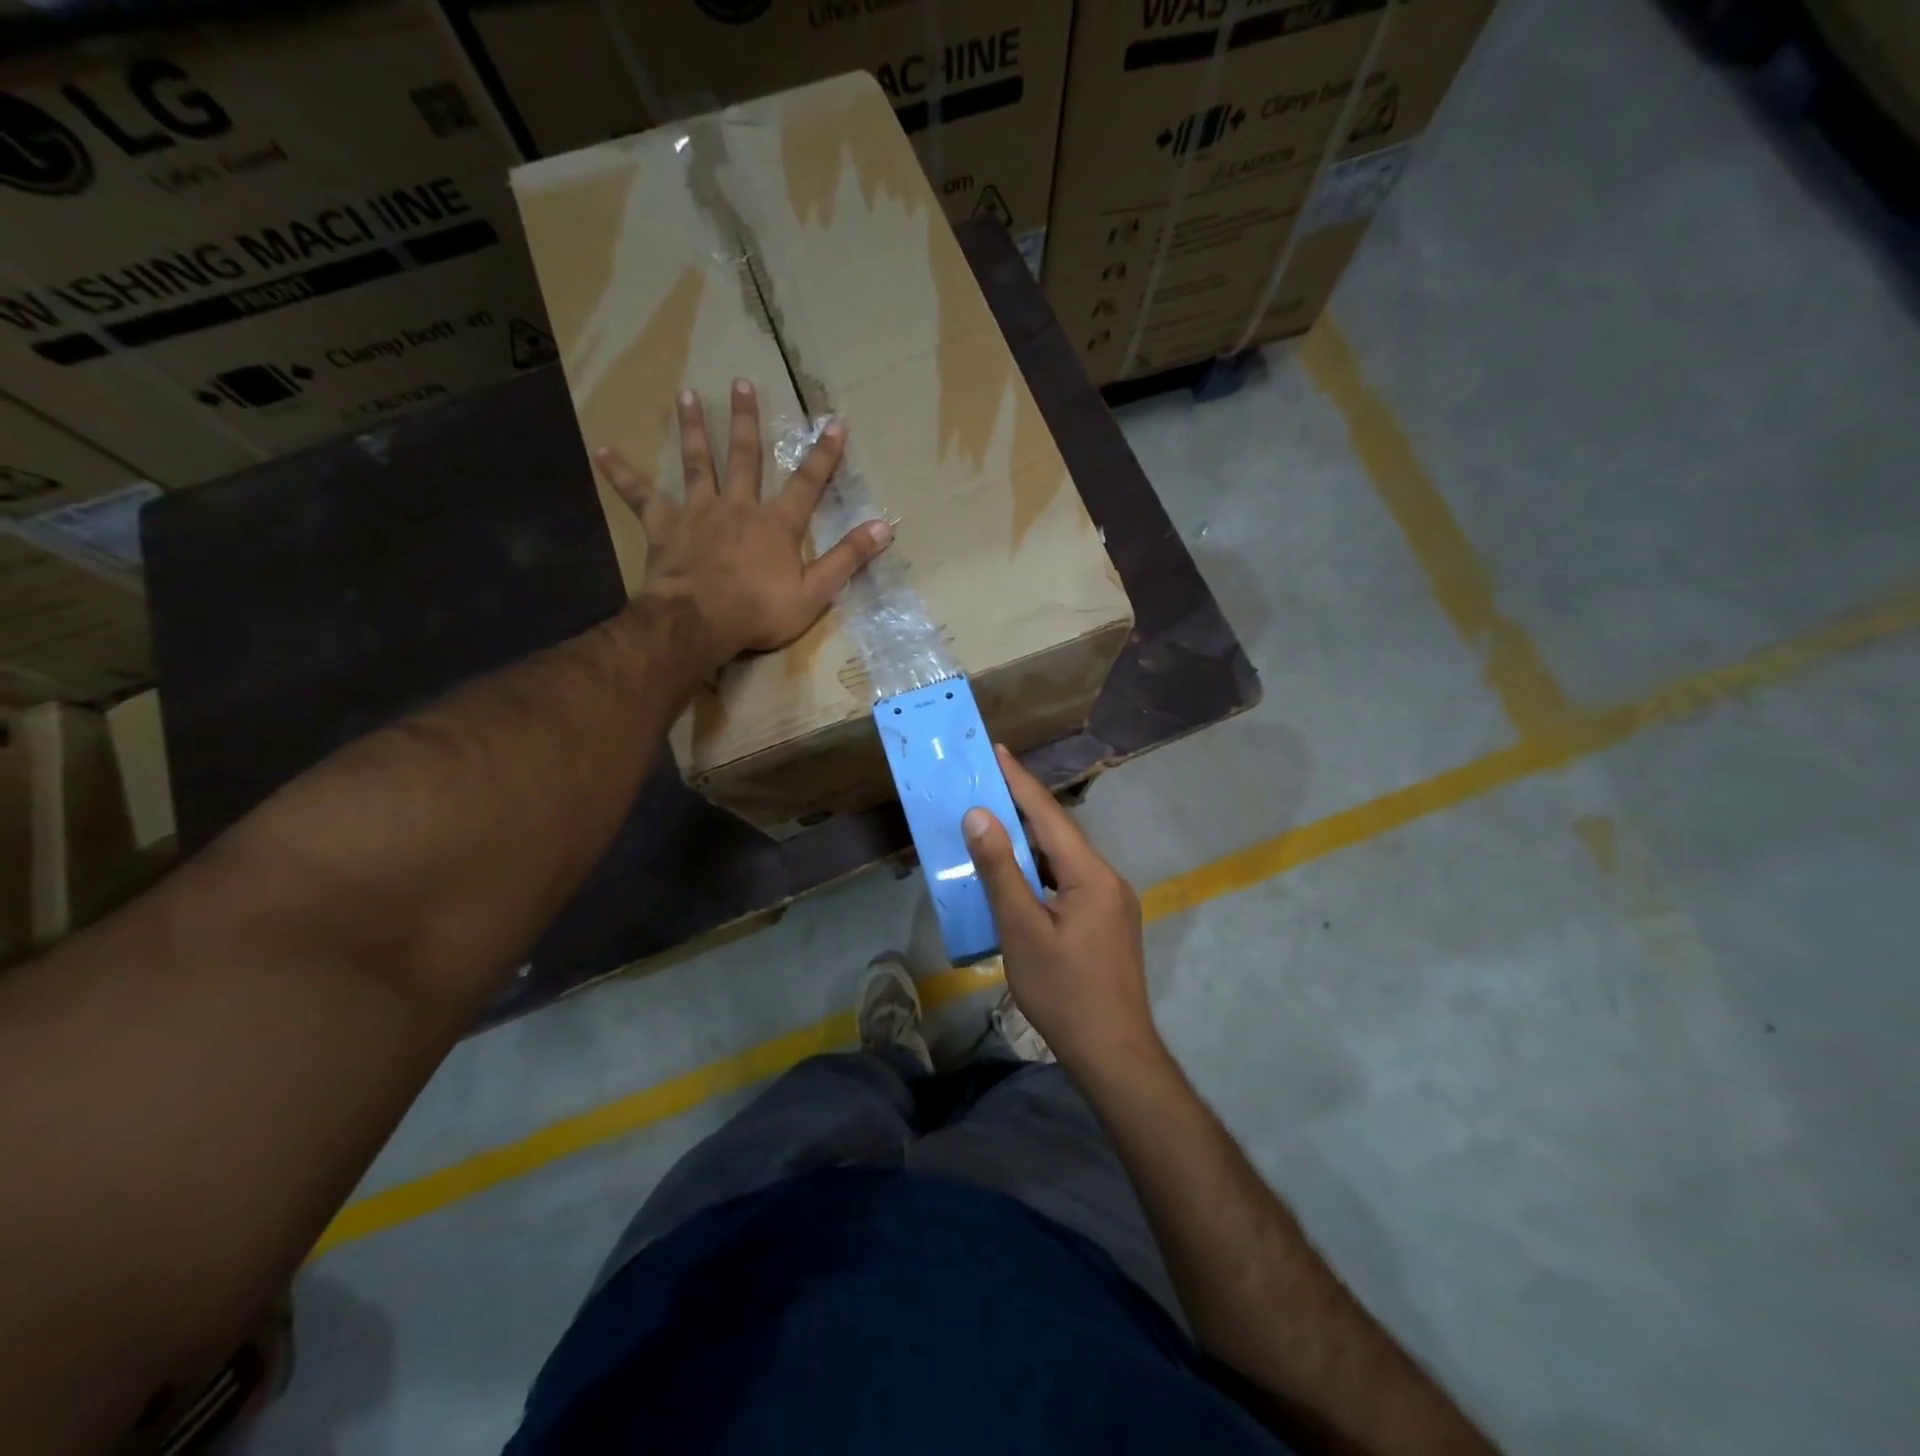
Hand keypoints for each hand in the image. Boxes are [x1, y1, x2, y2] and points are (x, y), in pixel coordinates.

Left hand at [593, 380, 891, 669]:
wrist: (698, 622)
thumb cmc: (759, 610)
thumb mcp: (815, 591)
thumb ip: (847, 558)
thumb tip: (884, 528)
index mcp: (776, 524)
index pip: (807, 483)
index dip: (824, 454)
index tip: (835, 422)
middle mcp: (737, 506)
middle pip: (744, 457)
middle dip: (745, 420)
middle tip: (742, 382)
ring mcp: (697, 513)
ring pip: (696, 463)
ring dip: (692, 429)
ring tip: (685, 395)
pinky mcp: (664, 527)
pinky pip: (640, 496)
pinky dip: (622, 474)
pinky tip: (601, 451)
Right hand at [963, 745, 1162, 1079]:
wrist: (1114, 1053)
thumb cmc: (1064, 991)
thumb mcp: (1022, 930)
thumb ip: (1001, 871)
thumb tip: (980, 815)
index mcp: (1091, 874)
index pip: (1049, 815)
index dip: (1019, 781)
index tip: (996, 750)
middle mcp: (1107, 879)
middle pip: (1059, 835)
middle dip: (1021, 809)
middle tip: (984, 786)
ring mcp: (1111, 903)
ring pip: (1064, 860)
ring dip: (1029, 844)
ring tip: (993, 826)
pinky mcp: (1107, 924)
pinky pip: (1069, 883)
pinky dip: (1041, 872)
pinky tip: (1018, 879)